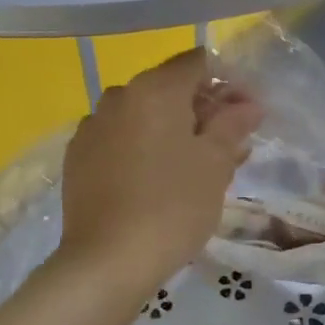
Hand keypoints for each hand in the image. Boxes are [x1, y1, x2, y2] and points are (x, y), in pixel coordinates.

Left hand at [59, 49, 261, 291]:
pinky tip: (155, 181)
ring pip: (142, 116)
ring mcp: (92, 127)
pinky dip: (141, 149)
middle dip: (201, 110)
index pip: (195, 63)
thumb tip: (247, 104)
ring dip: (171, 131)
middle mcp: (118, 96)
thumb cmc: (172, 206)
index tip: (244, 115)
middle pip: (168, 89)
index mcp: (154, 89)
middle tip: (228, 147)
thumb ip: (233, 124)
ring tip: (194, 169)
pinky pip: (119, 140)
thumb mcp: (215, 164)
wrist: (107, 260)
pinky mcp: (77, 157)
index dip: (225, 83)